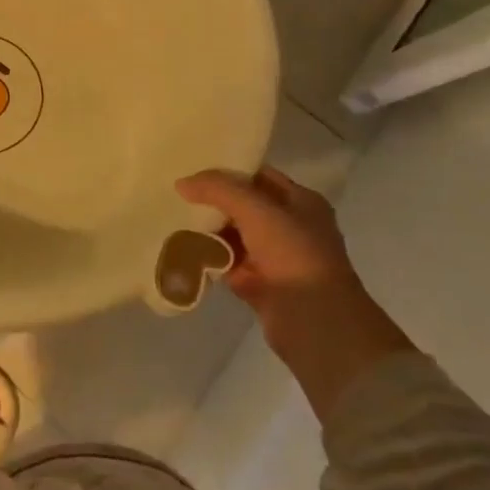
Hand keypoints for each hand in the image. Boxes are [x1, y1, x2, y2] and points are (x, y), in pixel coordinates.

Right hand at [176, 166, 413, 422]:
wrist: (315, 323)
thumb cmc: (293, 255)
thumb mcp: (255, 210)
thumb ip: (218, 189)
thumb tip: (182, 183)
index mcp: (301, 202)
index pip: (259, 176)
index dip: (228, 170)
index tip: (193, 166)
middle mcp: (291, 227)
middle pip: (244, 205)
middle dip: (213, 201)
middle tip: (178, 193)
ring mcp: (276, 257)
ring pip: (234, 235)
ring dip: (209, 229)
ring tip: (174, 218)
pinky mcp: (261, 285)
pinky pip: (228, 263)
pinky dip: (209, 258)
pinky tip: (183, 249)